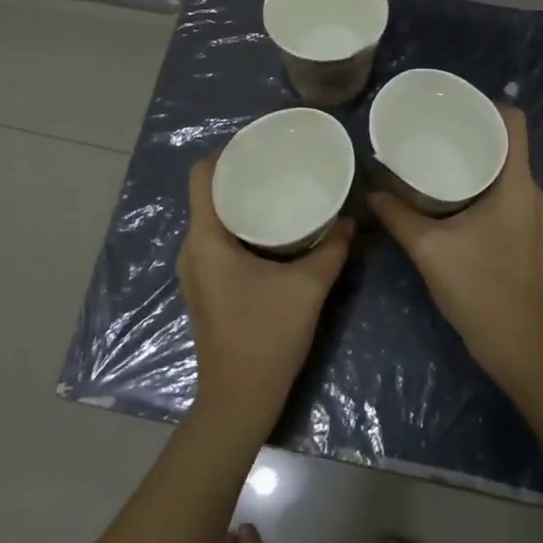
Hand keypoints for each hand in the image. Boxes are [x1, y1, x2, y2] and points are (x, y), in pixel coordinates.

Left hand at [178, 153, 354, 435]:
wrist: (239, 399)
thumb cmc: (266, 337)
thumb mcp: (308, 287)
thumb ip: (331, 248)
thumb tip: (350, 218)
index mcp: (206, 240)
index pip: (201, 176)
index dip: (225, 152)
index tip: (258, 142)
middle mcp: (192, 249)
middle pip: (207, 194)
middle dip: (240, 174)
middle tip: (278, 163)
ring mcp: (195, 270)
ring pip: (212, 219)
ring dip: (240, 202)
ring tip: (278, 189)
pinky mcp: (205, 287)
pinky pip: (216, 240)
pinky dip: (239, 226)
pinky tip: (271, 230)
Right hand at [367, 105, 542, 389]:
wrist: (517, 345)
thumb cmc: (478, 289)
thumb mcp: (429, 248)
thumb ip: (397, 215)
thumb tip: (370, 189)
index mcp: (517, 185)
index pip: (514, 122)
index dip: (487, 105)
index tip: (452, 105)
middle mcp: (531, 193)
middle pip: (508, 144)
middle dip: (472, 131)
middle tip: (433, 128)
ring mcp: (532, 215)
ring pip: (506, 169)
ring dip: (476, 159)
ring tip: (437, 155)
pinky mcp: (526, 234)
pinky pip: (505, 191)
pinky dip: (481, 183)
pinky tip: (450, 194)